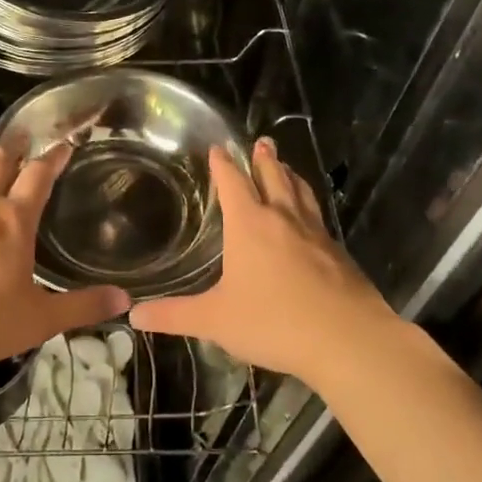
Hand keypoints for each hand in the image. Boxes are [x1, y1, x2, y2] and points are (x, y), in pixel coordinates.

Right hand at [130, 138, 407, 383]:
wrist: (347, 339)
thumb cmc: (273, 322)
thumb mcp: (215, 321)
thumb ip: (174, 316)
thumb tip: (134, 315)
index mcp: (250, 225)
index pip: (233, 183)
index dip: (223, 164)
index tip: (218, 148)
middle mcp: (283, 219)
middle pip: (273, 177)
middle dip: (263, 159)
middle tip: (262, 142)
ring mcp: (315, 234)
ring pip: (300, 193)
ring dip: (290, 175)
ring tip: (286, 166)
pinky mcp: (338, 254)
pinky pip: (318, 217)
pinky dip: (309, 204)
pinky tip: (311, 217)